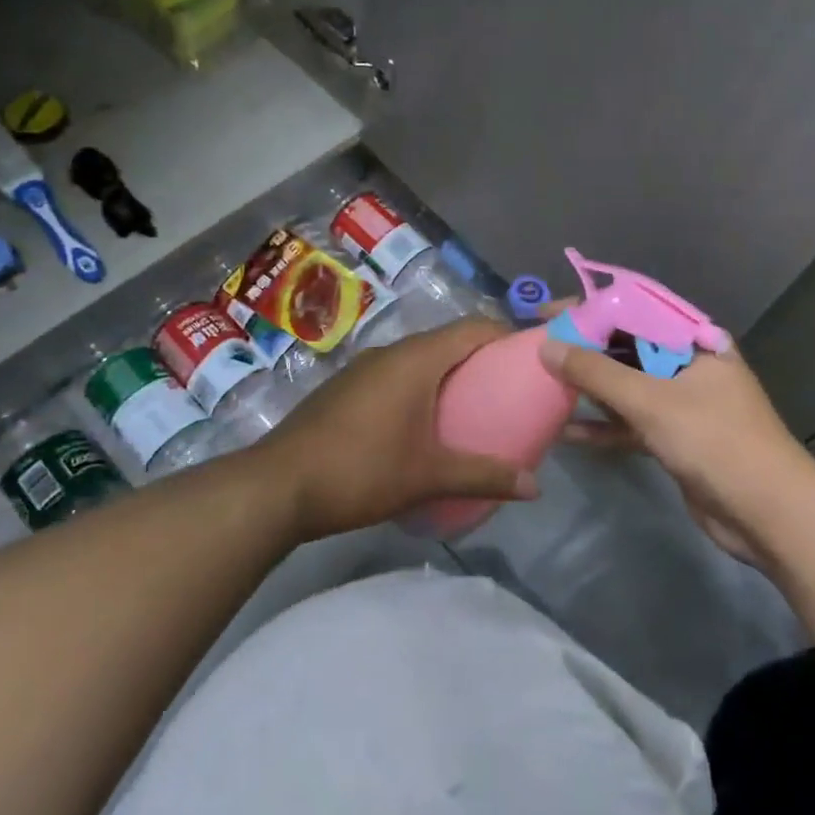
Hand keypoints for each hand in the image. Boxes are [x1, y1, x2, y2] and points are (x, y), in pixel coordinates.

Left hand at [258, 318, 536, 539]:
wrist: (278, 485)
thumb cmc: (361, 470)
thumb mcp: (428, 476)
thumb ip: (484, 476)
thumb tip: (536, 487)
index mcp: (416, 359)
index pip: (473, 328)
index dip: (505, 335)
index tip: (530, 357)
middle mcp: (390, 352)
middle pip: (447, 340)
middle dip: (481, 357)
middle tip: (509, 387)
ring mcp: (363, 368)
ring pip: (418, 358)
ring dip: (447, 373)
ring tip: (473, 405)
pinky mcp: (346, 387)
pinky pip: (395, 374)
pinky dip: (419, 386)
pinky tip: (423, 422)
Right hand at [537, 331, 814, 562]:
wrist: (770, 515)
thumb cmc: (715, 442)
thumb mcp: (652, 401)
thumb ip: (597, 372)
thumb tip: (547, 345)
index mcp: (693, 341)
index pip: (633, 310)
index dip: (589, 308)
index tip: (548, 314)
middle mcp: (687, 365)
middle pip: (627, 348)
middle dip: (584, 350)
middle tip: (538, 350)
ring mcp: (682, 404)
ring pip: (626, 387)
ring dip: (589, 389)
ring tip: (543, 385)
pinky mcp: (675, 439)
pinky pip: (631, 423)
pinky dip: (603, 427)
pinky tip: (567, 433)